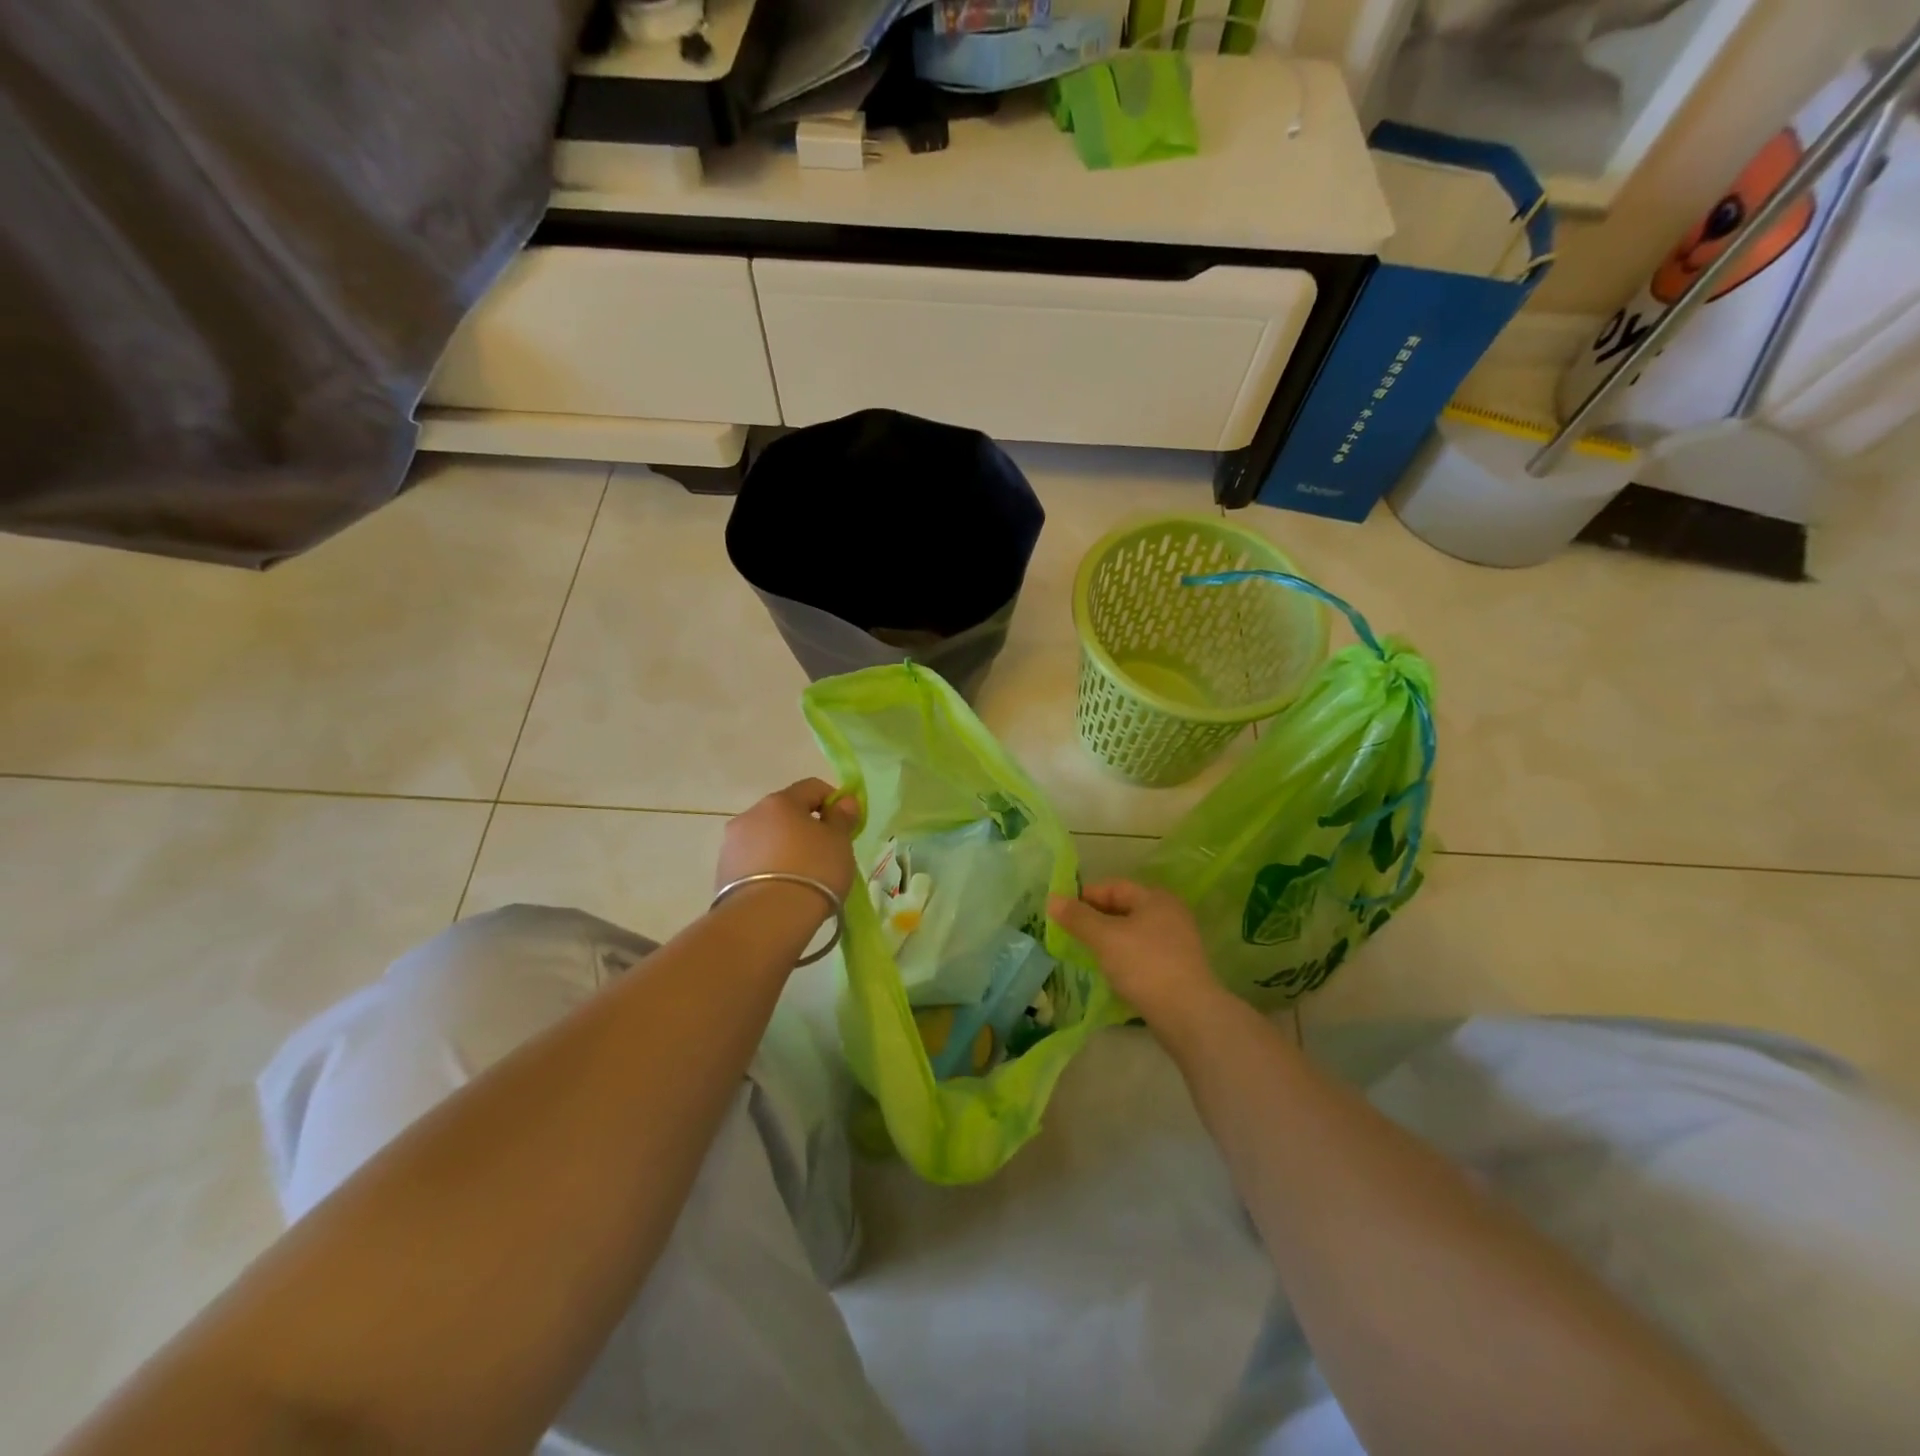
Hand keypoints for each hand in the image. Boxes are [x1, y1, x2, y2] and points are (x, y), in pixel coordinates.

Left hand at [716, 778, 861, 899]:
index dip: (833, 800)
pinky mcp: (722, 873)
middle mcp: (750, 815)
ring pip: (766, 837)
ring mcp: (731, 844)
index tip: (845, 824)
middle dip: (805, 826)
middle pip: (785, 812)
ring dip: (784, 847)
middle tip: (825, 852)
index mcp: (780, 801)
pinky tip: (782, 889)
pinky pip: (753, 862)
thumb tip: (844, 801)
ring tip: (801, 876)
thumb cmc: (812, 871)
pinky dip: (768, 868)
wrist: (766, 919)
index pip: (812, 787)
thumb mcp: (839, 842)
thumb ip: (842, 817)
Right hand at [1048, 880, 1229, 1033]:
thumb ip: (1077, 917)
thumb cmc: (1144, 965)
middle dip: (1095, 920)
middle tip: (1069, 934)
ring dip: (1108, 940)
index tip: (1061, 913)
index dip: (1085, 896)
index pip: (1113, 887)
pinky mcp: (1177, 968)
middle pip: (1124, 908)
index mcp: (1155, 898)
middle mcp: (1170, 914)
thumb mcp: (1104, 937)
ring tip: (1085, 954)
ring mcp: (1177, 942)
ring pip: (1132, 933)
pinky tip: (1109, 972)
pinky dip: (1123, 957)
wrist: (1188, 1014)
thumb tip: (1052, 899)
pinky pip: (1142, 954)